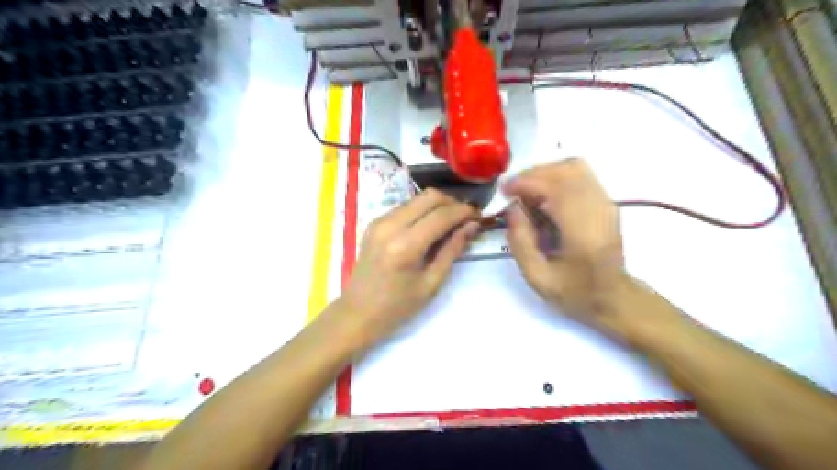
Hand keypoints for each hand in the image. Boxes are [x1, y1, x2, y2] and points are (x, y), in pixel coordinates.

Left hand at [333, 189, 475, 349]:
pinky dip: (422, 211)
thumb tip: (472, 225)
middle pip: (429, 197)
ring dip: (438, 205)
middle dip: (453, 203)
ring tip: (451, 223)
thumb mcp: (432, 283)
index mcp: (405, 245)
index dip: (464, 212)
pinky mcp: (375, 223)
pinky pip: (405, 207)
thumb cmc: (398, 306)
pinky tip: (430, 227)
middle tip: (467, 218)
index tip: (480, 216)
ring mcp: (379, 221)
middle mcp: (390, 225)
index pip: (442, 215)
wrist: (358, 313)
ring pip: (417, 199)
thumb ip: (452, 249)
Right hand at [499, 157, 623, 326]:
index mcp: (583, 232)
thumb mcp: (538, 277)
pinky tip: (544, 196)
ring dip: (545, 173)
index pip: (555, 188)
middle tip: (512, 190)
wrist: (615, 299)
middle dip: (533, 174)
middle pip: (566, 170)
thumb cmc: (575, 293)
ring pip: (575, 167)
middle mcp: (599, 210)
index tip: (504, 190)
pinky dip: (557, 178)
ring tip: (527, 192)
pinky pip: (581, 176)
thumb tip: (511, 208)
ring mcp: (607, 204)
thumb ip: (520, 242)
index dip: (526, 183)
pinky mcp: (607, 203)